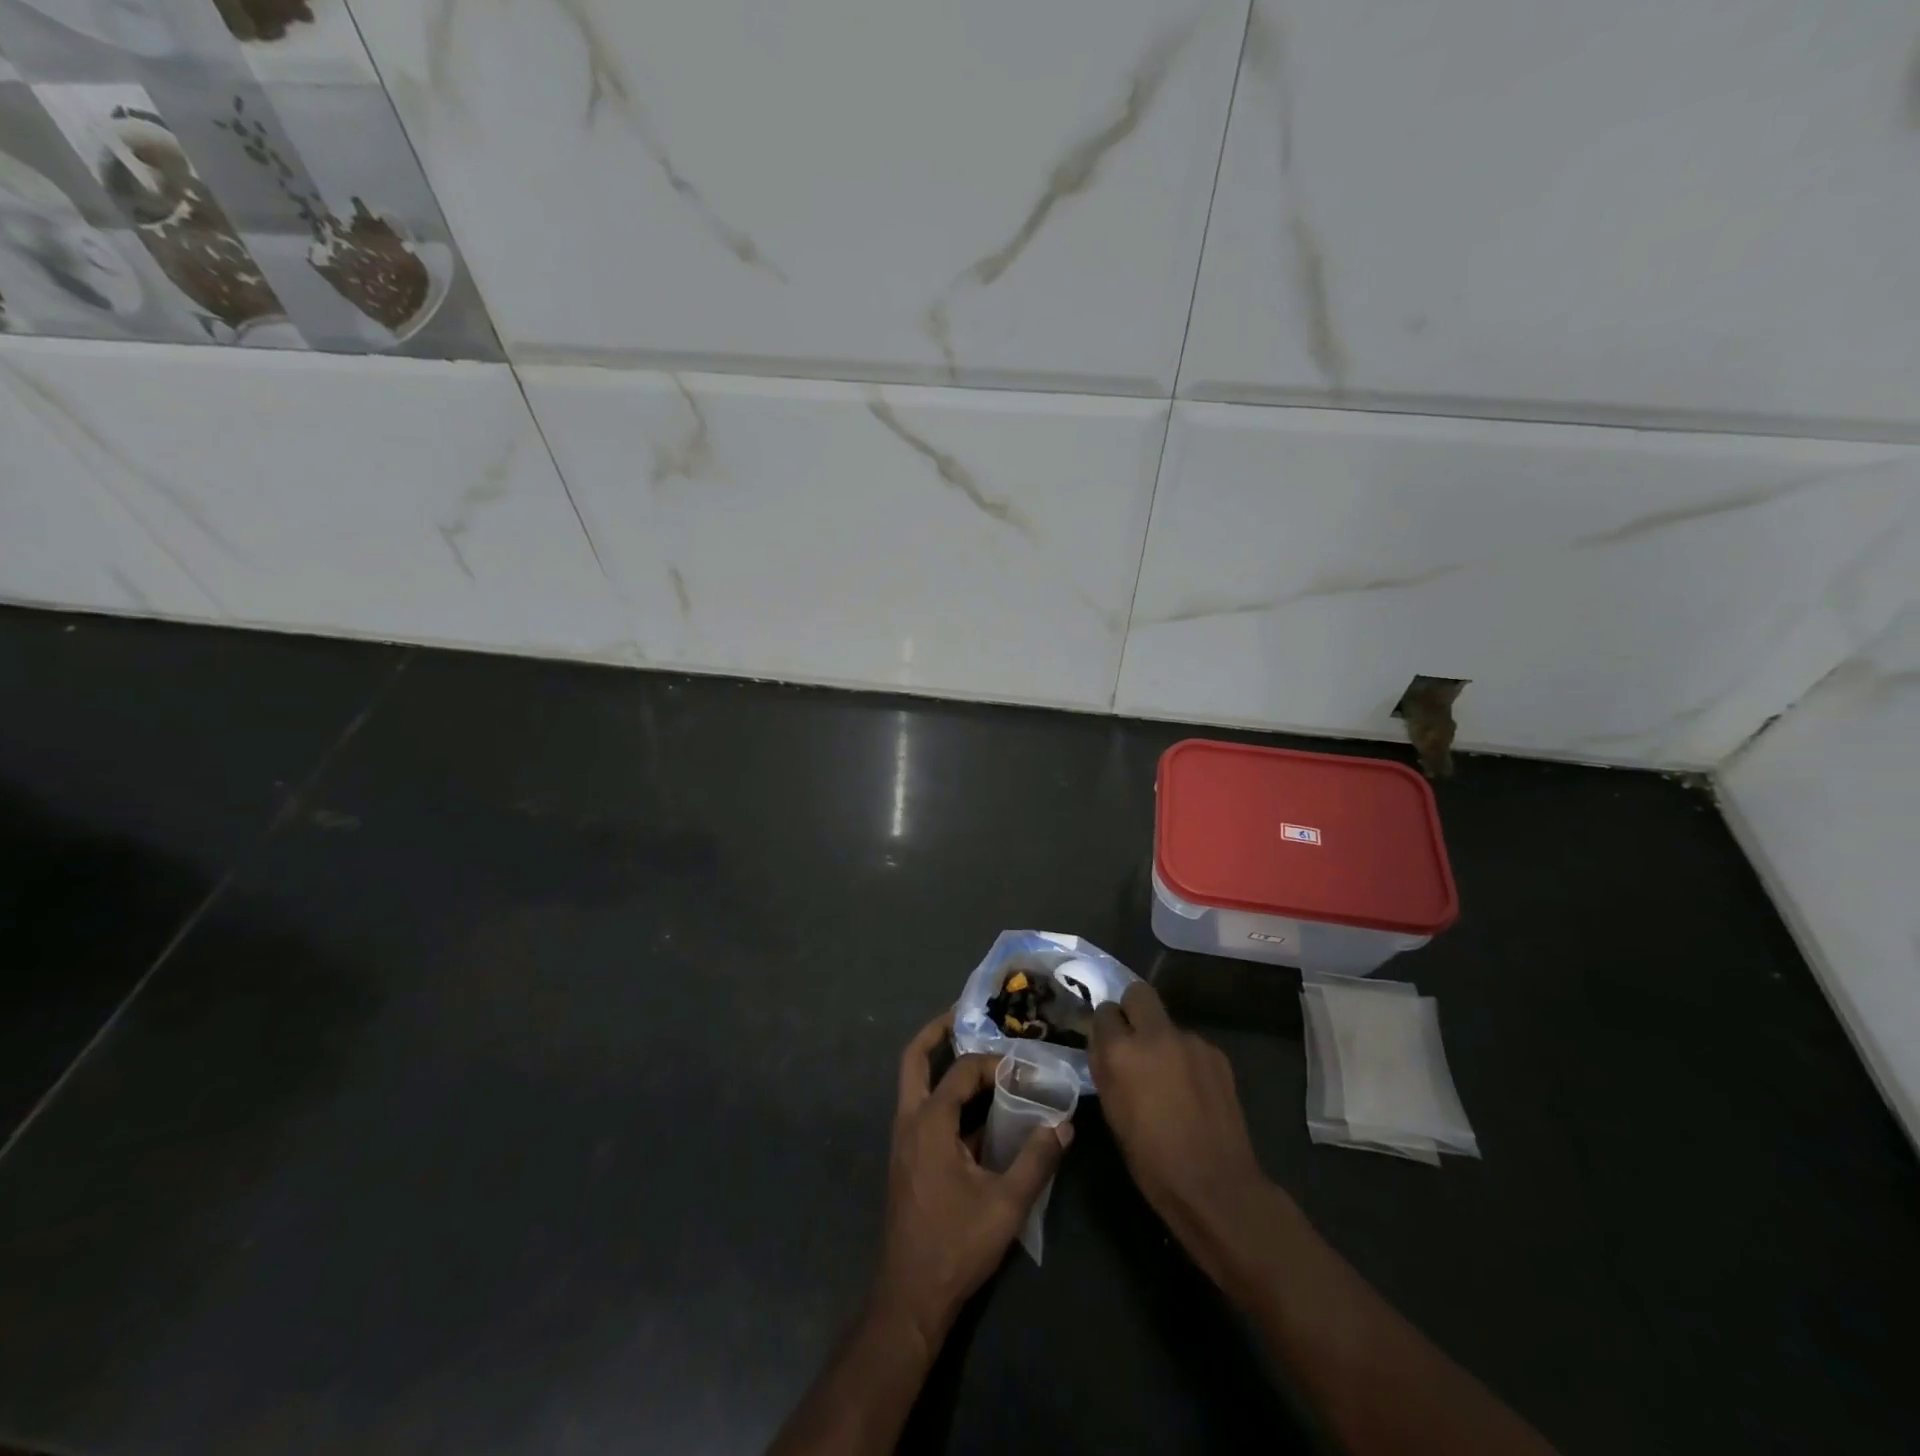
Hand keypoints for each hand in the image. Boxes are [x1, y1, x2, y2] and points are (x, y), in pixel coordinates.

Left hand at [874, 1010, 1071, 1350]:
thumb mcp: (1006, 1204)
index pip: (962, 1071)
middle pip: (915, 1059)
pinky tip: (978, 1111)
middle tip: (966, 1014)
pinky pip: (923, 1109)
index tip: (1023, 1068)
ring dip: (940, 1063)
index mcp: (929, 1122)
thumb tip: (1063, 1125)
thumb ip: (1036, 1160)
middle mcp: (909, 1121)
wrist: (911, 1297)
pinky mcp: (908, 1159)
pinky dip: (945, 1096)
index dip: (993, 1063)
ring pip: (915, 1084)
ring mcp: (904, 1140)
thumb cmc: (955, 1245)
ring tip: (977, 1055)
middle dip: (938, 1032)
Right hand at [1090, 983, 1281, 1285]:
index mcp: (1122, 1051)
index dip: (1105, 1027)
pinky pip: (1191, 1045)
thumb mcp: (1112, 1112)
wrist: (1215, 1185)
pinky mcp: (1217, 1055)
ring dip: (1161, 1040)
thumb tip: (1103, 1045)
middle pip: (1138, 993)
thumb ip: (1105, 1068)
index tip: (1107, 1043)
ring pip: (1167, 1023)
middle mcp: (1156, 1035)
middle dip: (1132, 1009)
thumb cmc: (1151, 1159)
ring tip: (1167, 1077)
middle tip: (1133, 1040)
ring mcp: (1191, 1041)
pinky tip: (1191, 1090)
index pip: (1104, 1012)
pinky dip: (1185, 1058)